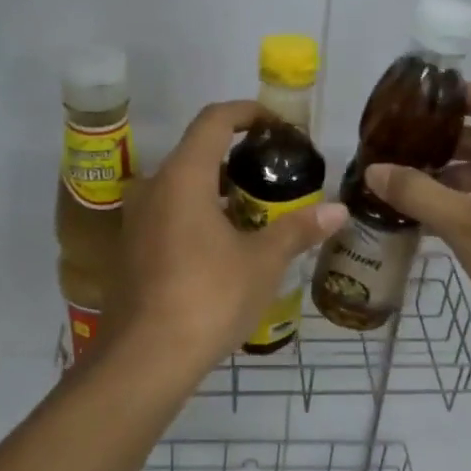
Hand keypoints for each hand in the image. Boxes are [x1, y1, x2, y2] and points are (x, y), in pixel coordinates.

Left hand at [109, 101, 346, 376]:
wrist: (145, 358)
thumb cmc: (207, 298)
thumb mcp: (261, 262)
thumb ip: (298, 230)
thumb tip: (339, 211)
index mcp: (183, 177)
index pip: (214, 120)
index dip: (247, 112)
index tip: (276, 125)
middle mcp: (153, 189)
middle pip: (196, 153)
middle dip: (237, 157)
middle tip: (275, 175)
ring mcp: (137, 221)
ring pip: (181, 187)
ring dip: (218, 190)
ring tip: (257, 212)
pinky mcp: (131, 250)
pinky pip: (169, 215)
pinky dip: (199, 215)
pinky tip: (225, 247)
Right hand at [362, 84, 470, 364]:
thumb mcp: (467, 224)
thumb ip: (417, 193)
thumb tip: (373, 170)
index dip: (461, 96)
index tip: (418, 103)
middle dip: (446, 143)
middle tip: (398, 147)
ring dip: (454, 178)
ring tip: (405, 184)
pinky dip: (470, 203)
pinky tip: (430, 218)